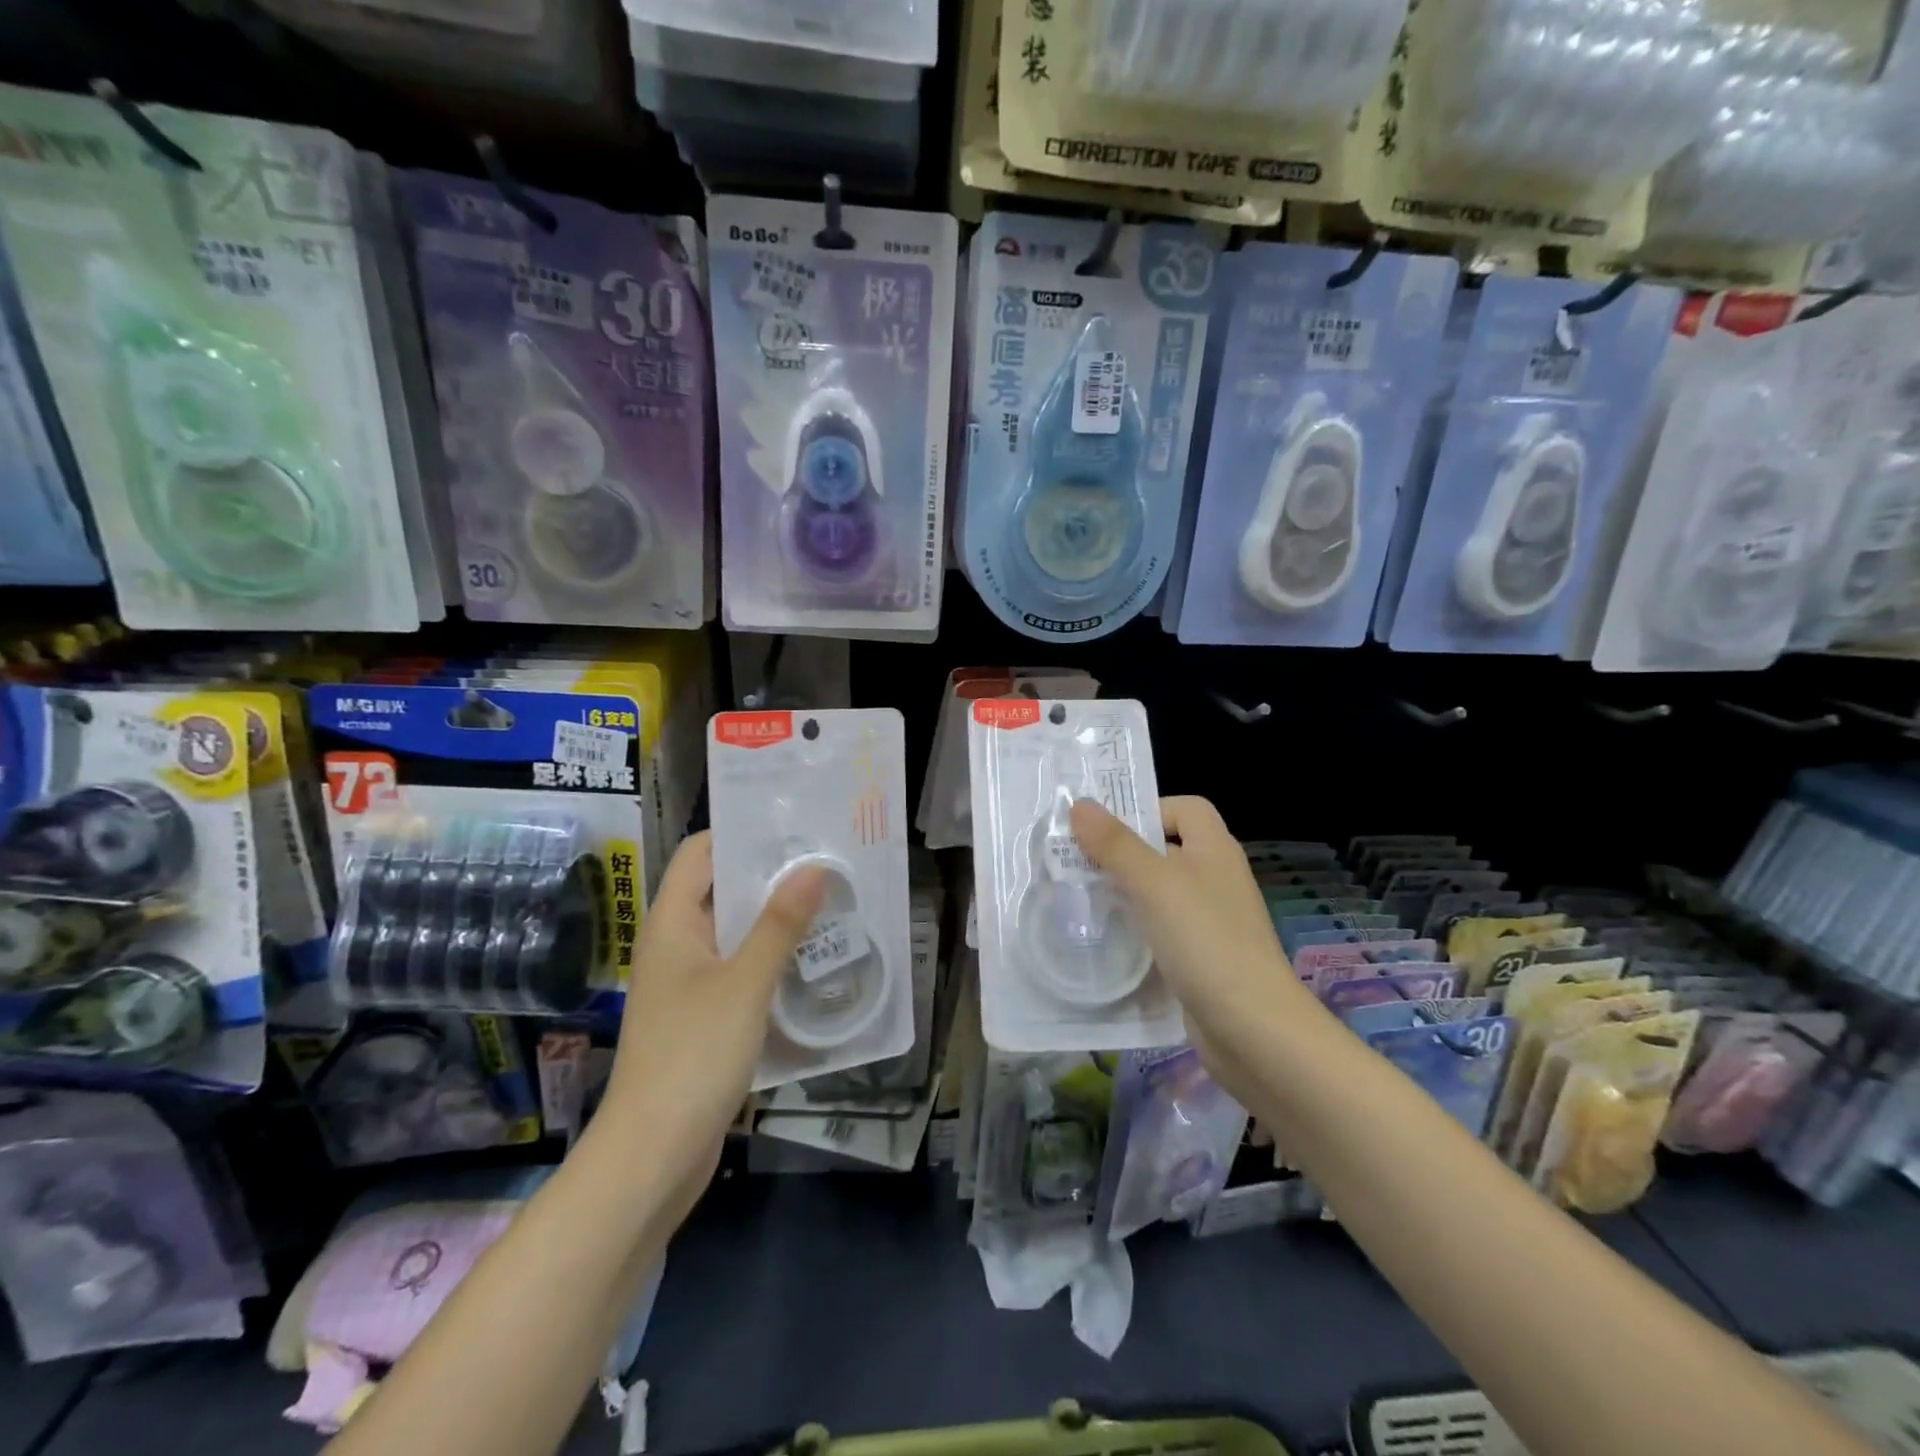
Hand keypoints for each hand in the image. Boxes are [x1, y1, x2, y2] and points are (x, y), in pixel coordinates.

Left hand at [600, 832, 824, 1199]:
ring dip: (779, 920)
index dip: (742, 833)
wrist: (653, 1156)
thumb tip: (814, 866)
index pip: (702, 853)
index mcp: (672, 924)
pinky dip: (774, 960)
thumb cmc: (693, 1056)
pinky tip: (815, 962)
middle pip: (724, 890)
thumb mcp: (745, 984)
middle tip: (829, 862)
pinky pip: (743, 972)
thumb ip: (780, 924)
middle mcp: (678, 945)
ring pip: (738, 934)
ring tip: (834, 904)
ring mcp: (690, 983)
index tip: (794, 825)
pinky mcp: (706, 1017)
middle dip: (773, 876)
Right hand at [1070, 796, 1307, 1097]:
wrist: (1253, 1030)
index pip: (1185, 808)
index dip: (1149, 809)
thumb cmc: (1206, 942)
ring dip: (1124, 892)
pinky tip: (1106, 940)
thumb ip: (1116, 845)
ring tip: (1080, 898)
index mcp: (1214, 850)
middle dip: (1122, 852)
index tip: (1105, 830)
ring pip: (1160, 892)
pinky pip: (1161, 930)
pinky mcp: (1200, 957)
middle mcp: (1214, 878)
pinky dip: (1135, 930)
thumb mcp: (1155, 885)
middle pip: (1166, 849)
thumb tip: (1079, 805)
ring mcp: (1209, 920)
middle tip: (1075, 861)